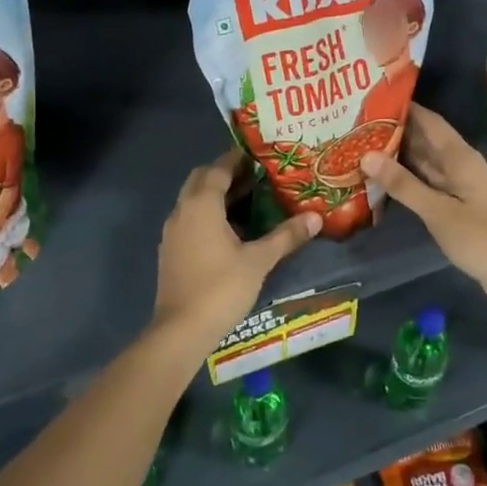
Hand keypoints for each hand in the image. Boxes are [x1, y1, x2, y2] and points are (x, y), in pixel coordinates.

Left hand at [149, 150, 321, 350]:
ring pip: (193, 200)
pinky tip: (230, 230)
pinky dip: (207, 214)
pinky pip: (189, 218)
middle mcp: (182, 210)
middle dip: (225, 173)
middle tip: (256, 177)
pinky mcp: (170, 250)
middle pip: (201, 179)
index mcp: (201, 204)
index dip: (238, 159)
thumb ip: (286, 236)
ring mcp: (172, 231)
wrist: (181, 330)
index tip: (260, 155)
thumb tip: (316, 217)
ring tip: (249, 200)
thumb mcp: (259, 260)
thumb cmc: (221, 288)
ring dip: (216, 194)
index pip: (219, 168)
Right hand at [362, 104, 486, 304]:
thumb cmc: (480, 236)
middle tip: (358, 124)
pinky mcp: (457, 204)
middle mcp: (459, 163)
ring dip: (399, 155)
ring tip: (363, 146)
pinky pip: (427, 181)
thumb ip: (402, 184)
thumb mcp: (437, 210)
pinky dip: (407, 177)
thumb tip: (366, 155)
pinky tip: (384, 178)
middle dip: (395, 130)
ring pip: (425, 161)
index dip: (404, 108)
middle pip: (425, 139)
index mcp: (459, 156)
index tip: (373, 99)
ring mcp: (459, 184)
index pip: (429, 120)